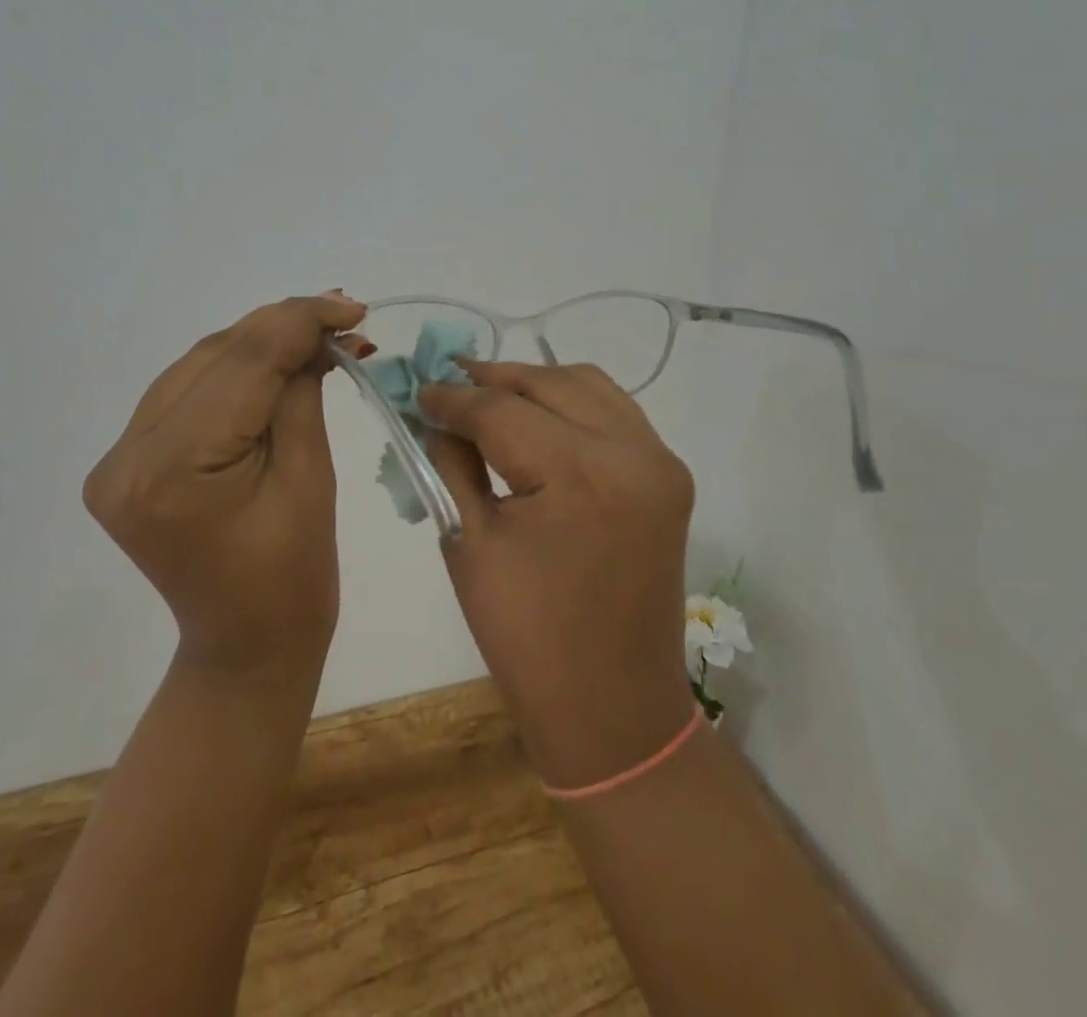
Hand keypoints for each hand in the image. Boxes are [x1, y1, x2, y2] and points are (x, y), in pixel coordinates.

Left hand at [82, 292, 369, 677]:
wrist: (246, 645)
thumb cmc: (295, 576)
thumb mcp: (310, 475)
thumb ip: (301, 392)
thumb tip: (317, 333)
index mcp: (173, 470)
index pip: (241, 364)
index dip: (299, 322)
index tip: (350, 306)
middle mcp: (128, 457)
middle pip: (213, 356)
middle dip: (280, 327)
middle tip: (342, 315)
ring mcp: (118, 460)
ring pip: (196, 366)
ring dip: (257, 344)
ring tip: (316, 335)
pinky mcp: (125, 463)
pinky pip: (185, 393)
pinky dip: (232, 372)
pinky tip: (272, 363)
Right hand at [419, 363, 699, 787]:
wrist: (613, 708)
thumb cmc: (528, 640)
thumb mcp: (470, 545)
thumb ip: (451, 465)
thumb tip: (436, 417)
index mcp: (579, 475)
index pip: (501, 410)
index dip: (453, 398)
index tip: (418, 390)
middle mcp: (631, 452)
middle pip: (547, 383)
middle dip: (492, 379)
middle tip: (448, 384)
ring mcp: (659, 461)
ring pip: (586, 384)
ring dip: (534, 383)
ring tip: (489, 393)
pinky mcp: (668, 475)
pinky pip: (614, 411)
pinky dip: (571, 402)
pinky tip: (538, 416)